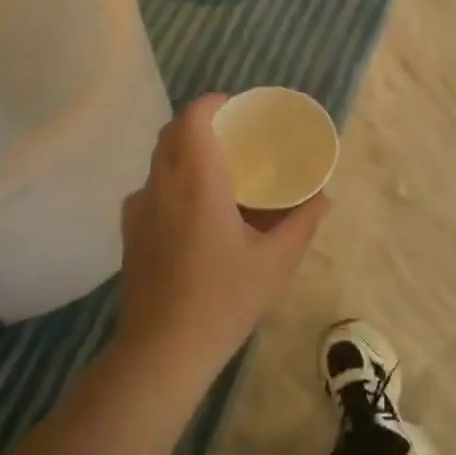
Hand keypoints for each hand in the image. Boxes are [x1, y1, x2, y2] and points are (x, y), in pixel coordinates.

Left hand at [116, 95, 329, 383]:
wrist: (161, 351)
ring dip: (185, 153)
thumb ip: (303, 223)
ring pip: (159, 161)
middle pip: (172, 133)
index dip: (213, 103)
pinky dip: (172, 182)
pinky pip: (151, 189)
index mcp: (197, 181)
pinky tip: (195, 213)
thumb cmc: (224, 299)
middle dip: (201, 124)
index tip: (237, 108)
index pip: (193, 118)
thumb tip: (325, 199)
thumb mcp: (275, 262)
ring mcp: (138, 210)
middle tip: (234, 136)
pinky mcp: (129, 234)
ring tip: (217, 173)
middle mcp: (161, 185)